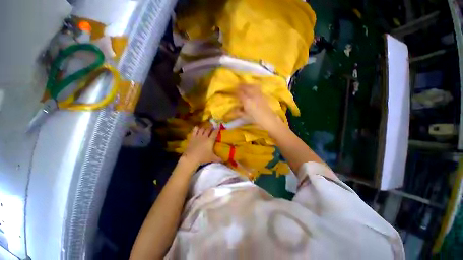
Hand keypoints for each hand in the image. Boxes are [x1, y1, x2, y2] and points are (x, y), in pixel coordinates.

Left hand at [182, 126, 220, 165]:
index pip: (215, 133)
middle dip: (211, 127)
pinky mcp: (192, 137)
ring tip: (205, 127)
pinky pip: (194, 130)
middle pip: (208, 129)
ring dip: (204, 128)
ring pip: (202, 129)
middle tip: (212, 125)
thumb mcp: (212, 158)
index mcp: (210, 140)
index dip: (217, 129)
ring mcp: (198, 136)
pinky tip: (197, 128)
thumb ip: (219, 158)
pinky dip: (196, 128)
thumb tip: (224, 160)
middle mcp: (205, 137)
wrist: (191, 158)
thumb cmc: (203, 157)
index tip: (218, 127)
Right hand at [236, 85, 282, 130]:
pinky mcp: (263, 95)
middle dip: (240, 86)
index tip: (232, 91)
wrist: (268, 119)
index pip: (239, 93)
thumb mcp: (245, 116)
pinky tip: (252, 88)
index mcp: (246, 101)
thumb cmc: (255, 119)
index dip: (234, 92)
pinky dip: (253, 86)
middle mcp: (252, 95)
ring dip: (247, 85)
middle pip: (245, 87)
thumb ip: (238, 112)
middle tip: (237, 86)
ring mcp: (258, 94)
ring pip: (251, 86)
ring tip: (244, 86)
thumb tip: (234, 109)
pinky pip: (257, 88)